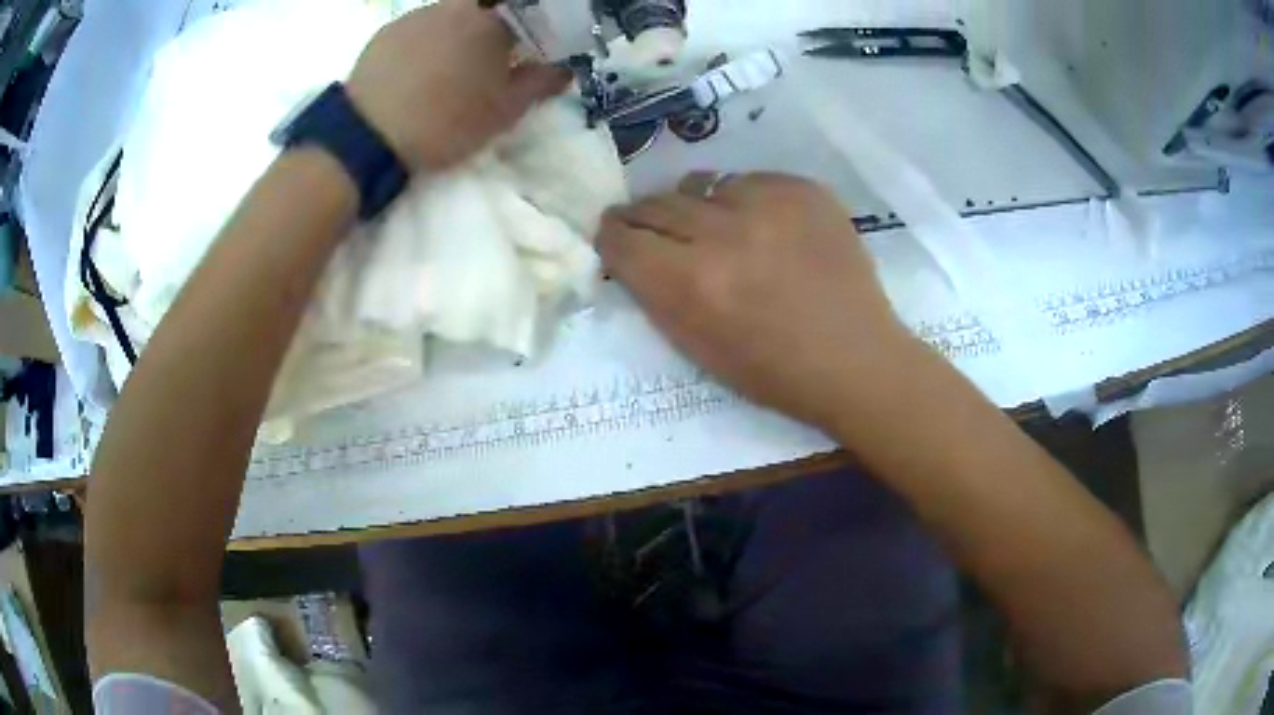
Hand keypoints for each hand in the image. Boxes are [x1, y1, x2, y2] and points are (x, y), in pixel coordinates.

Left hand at [346, 0, 570, 170]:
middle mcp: (456, 7)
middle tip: (491, 60)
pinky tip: (418, 70)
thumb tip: (564, 70)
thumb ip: (540, 84)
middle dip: (495, 30)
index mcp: (492, 21)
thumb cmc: (445, 122)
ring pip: (451, 17)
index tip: (531, 51)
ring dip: (459, 34)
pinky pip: (419, 28)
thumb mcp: (503, 112)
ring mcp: (418, 15)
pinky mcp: (387, 31)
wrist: (368, 136)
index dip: (533, 30)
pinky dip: (427, 41)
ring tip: (449, 68)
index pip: (527, 12)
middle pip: (487, 10)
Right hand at [598, 172, 925, 431]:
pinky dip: (745, 201)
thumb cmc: (772, 371)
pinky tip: (763, 227)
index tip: (614, 236)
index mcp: (690, 283)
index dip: (612, 237)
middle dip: (643, 216)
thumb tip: (632, 251)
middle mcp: (722, 233)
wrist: (855, 358)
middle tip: (647, 223)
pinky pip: (750, 181)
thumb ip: (656, 294)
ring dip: (697, 205)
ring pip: (702, 185)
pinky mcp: (803, 189)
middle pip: (656, 204)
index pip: (622, 238)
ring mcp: (768, 203)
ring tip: (712, 226)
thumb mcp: (696, 347)